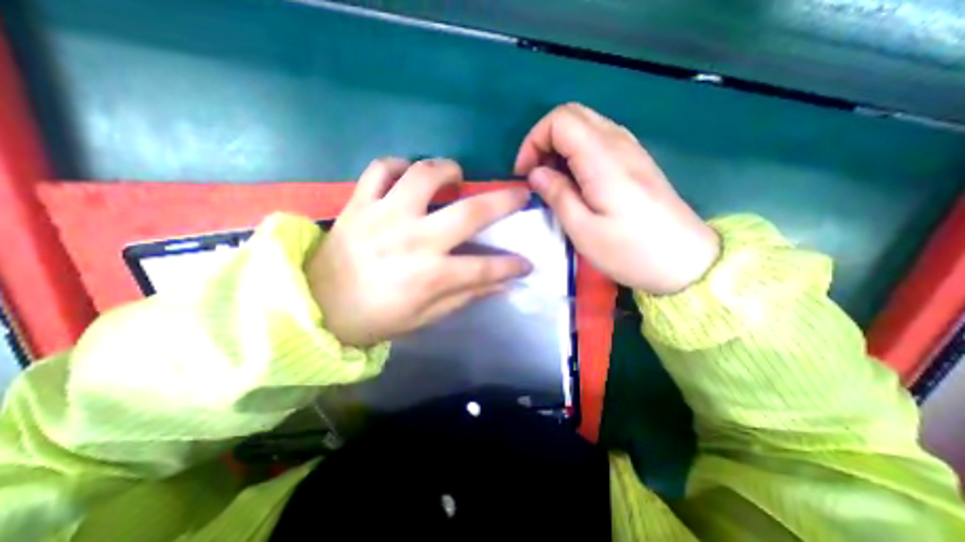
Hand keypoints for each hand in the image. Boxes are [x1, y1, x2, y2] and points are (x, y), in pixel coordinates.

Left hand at [309, 156, 531, 346]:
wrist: (317, 308)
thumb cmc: (376, 318)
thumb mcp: (425, 317)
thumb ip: (465, 296)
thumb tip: (501, 285)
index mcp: (430, 275)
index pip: (486, 267)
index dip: (512, 265)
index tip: (526, 262)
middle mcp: (414, 240)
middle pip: (470, 212)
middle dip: (504, 201)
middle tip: (518, 193)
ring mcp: (384, 216)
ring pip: (424, 175)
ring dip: (448, 170)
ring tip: (456, 176)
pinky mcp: (358, 204)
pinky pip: (380, 168)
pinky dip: (398, 164)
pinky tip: (407, 173)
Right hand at [516, 101, 718, 293]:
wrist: (685, 262)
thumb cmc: (630, 251)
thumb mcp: (583, 230)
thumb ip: (557, 195)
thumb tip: (536, 174)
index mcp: (603, 159)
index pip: (560, 120)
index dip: (534, 141)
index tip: (525, 174)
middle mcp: (619, 143)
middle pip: (573, 115)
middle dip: (544, 140)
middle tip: (536, 175)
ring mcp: (631, 150)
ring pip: (586, 126)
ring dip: (560, 148)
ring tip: (552, 182)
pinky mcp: (636, 161)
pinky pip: (599, 141)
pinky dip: (577, 154)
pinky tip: (575, 182)